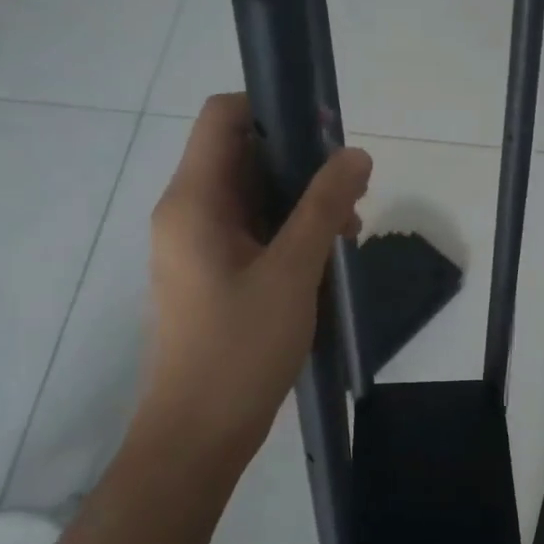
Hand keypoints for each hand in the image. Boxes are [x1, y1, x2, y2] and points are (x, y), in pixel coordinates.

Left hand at [141, 94, 370, 472]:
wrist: (198, 434)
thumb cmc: (241, 348)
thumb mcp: (292, 271)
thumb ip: (324, 206)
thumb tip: (356, 153)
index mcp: (193, 200)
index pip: (223, 117)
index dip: (273, 108)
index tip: (325, 132)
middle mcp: (186, 212)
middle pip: (242, 154)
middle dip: (300, 162)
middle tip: (351, 190)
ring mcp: (196, 244)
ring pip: (252, 195)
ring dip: (300, 200)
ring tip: (348, 230)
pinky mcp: (210, 273)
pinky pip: (250, 230)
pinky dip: (287, 230)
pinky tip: (325, 254)